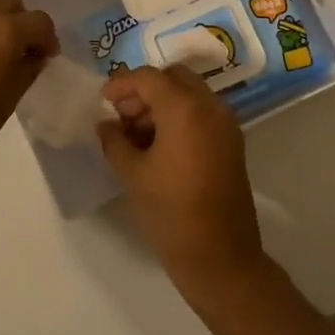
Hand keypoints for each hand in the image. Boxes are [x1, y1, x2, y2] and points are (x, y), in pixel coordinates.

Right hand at [97, 66, 268, 303]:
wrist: (219, 257)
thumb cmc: (170, 212)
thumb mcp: (132, 173)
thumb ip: (114, 140)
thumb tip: (106, 124)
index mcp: (184, 109)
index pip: (148, 78)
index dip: (121, 84)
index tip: (103, 101)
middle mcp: (210, 107)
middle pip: (174, 78)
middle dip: (145, 89)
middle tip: (122, 114)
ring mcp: (226, 125)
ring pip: (190, 94)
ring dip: (163, 102)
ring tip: (136, 134)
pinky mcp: (232, 143)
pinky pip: (202, 113)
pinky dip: (180, 116)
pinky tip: (159, 145)